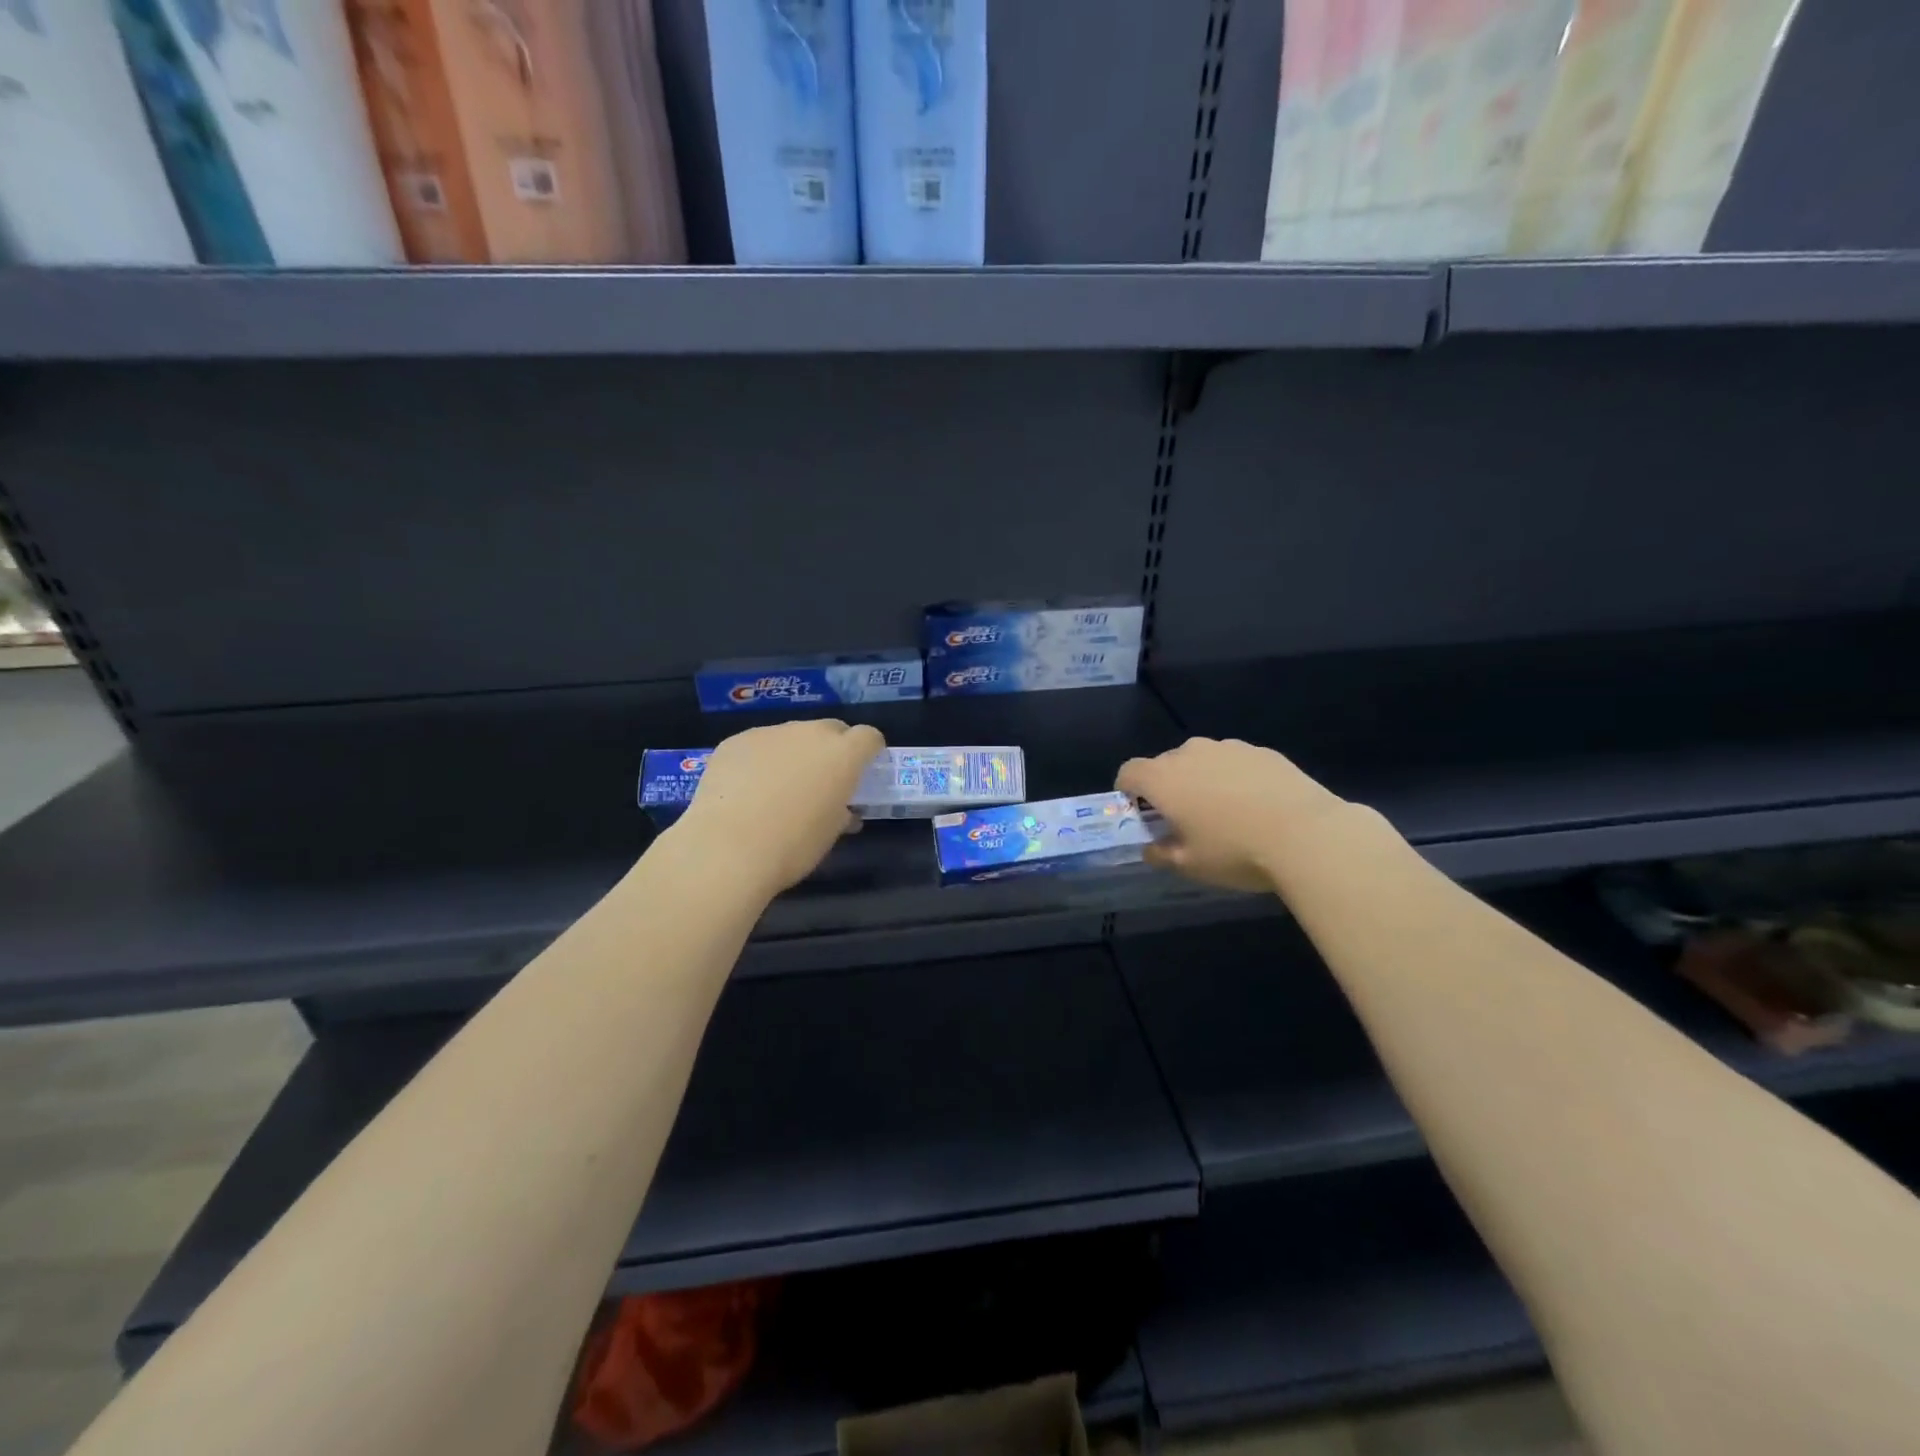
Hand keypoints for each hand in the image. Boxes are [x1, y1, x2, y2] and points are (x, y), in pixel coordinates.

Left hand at [676, 720, 885, 895]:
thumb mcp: (830, 833)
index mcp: (843, 755)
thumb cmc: (792, 846)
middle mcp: (810, 733)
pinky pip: (758, 744)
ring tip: (778, 787)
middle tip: (822, 779)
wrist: (727, 848)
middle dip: (832, 748)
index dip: (869, 752)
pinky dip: (760, 760)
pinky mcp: (736, 741)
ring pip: (792, 735)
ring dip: (794, 753)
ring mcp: (770, 733)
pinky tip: (746, 789)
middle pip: (831, 729)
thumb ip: (842, 813)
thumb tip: (843, 812)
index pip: (869, 737)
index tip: (863, 771)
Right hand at [1117, 737, 1354, 893]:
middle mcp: (1190, 753)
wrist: (1307, 834)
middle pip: (1165, 764)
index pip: (1128, 772)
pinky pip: (1234, 762)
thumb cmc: (1235, 851)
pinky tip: (1256, 805)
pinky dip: (1234, 777)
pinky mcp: (1262, 751)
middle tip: (1184, 817)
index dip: (1127, 790)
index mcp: (1163, 779)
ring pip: (1202, 760)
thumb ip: (1161, 854)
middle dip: (1167, 786)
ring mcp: (1228, 748)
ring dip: (1201, 779)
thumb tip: (1151, 848)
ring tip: (1224, 811)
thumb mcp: (1190, 865)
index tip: (1139, 811)